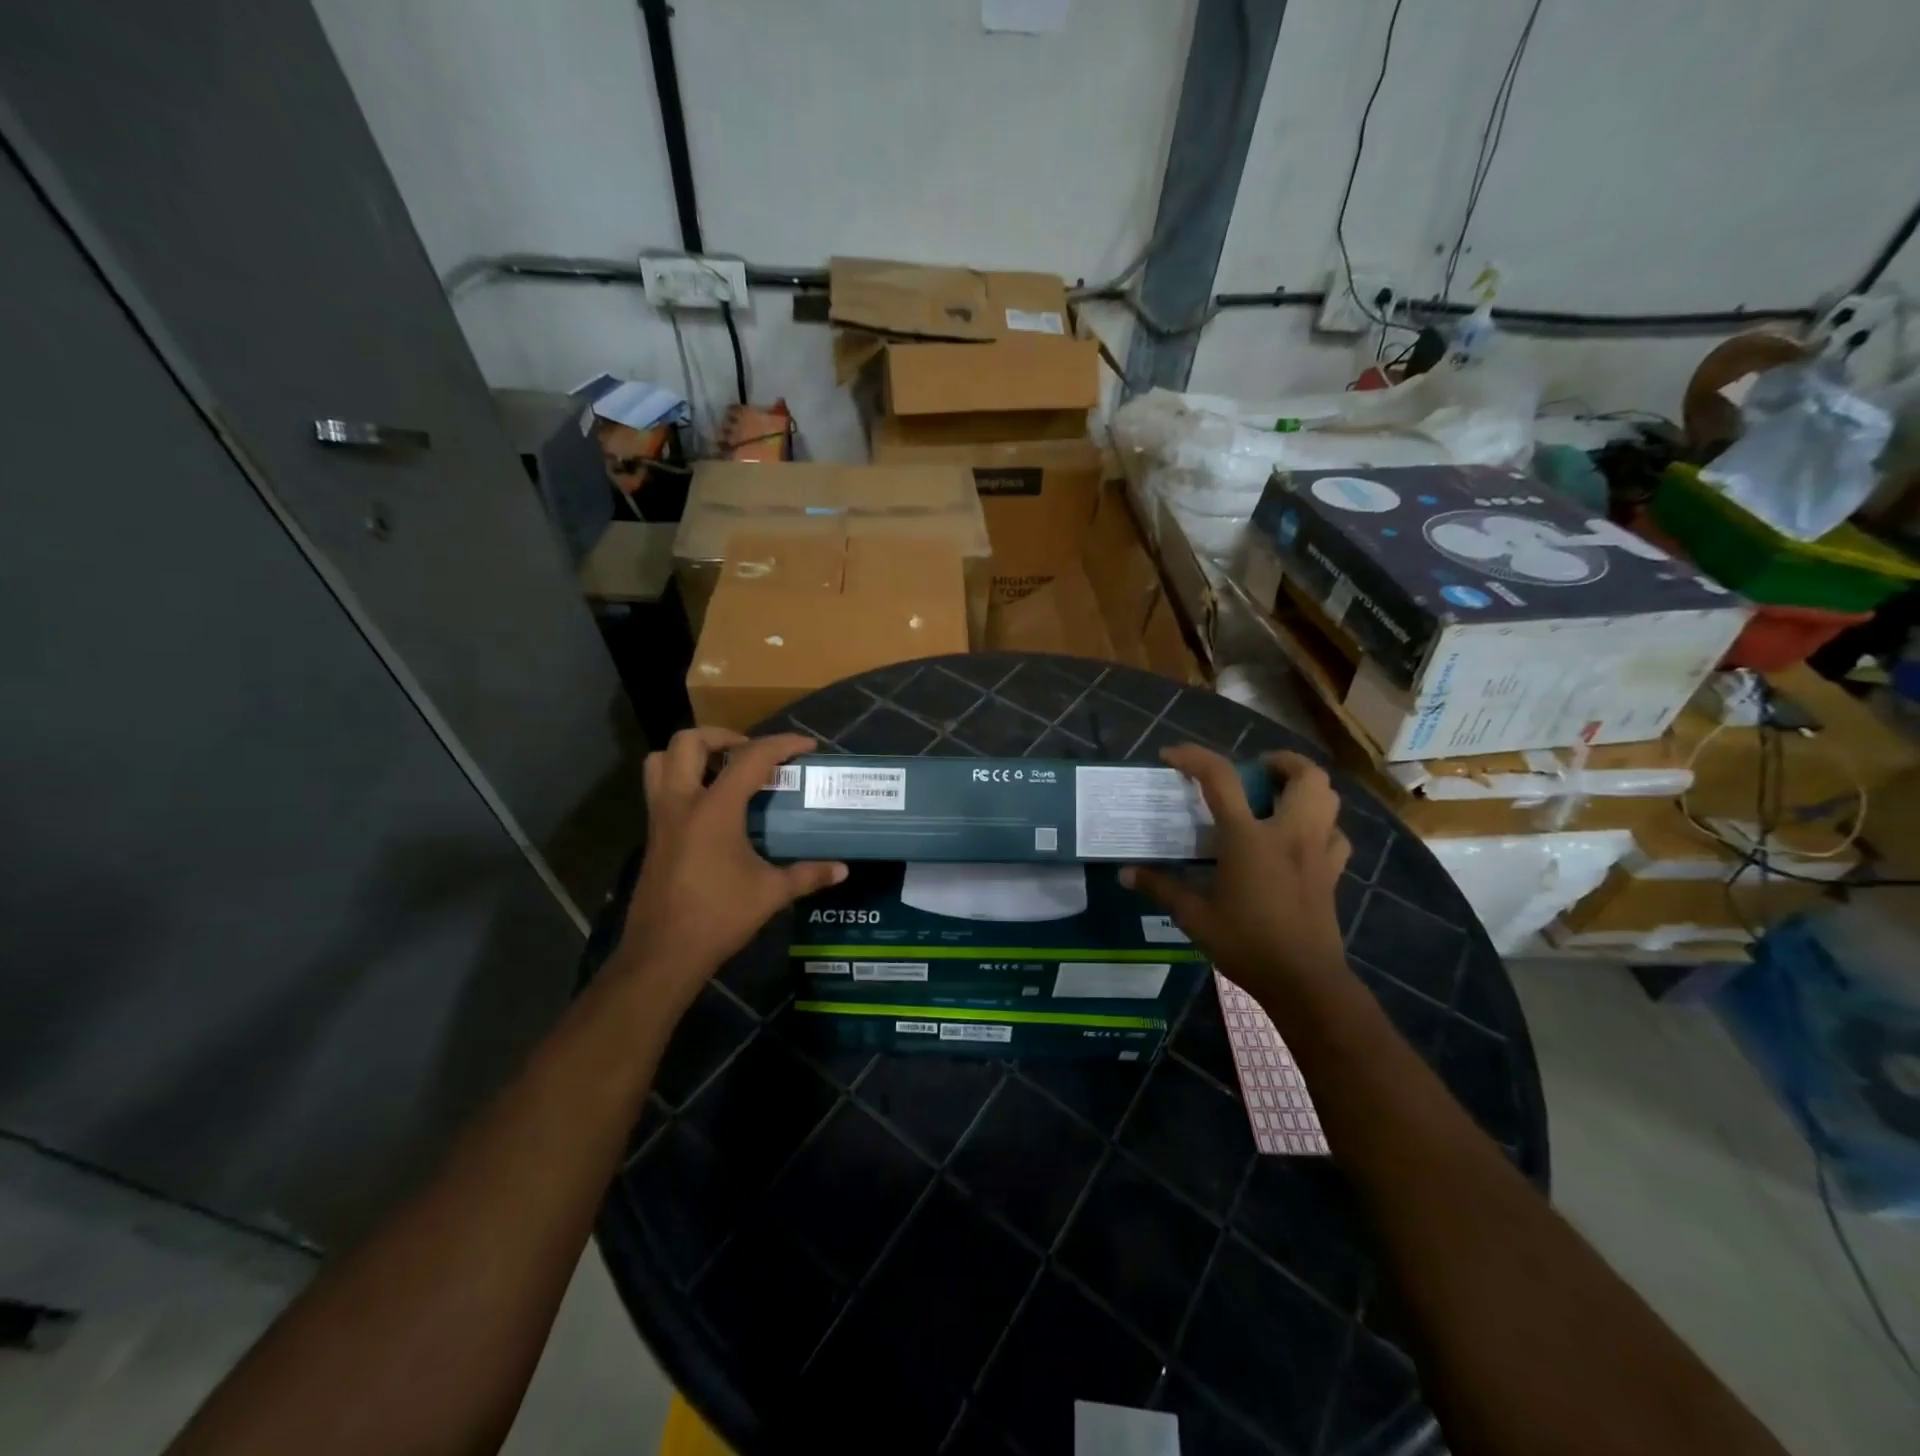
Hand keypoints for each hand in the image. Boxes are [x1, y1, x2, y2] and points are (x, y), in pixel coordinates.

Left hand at [615, 728, 846, 1013]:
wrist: (663, 954)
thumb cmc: (718, 917)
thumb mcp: (770, 893)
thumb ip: (807, 874)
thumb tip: (842, 869)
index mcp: (714, 808)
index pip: (751, 758)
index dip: (782, 744)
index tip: (807, 746)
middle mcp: (681, 803)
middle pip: (689, 742)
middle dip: (723, 736)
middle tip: (751, 753)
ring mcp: (661, 819)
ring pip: (661, 761)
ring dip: (691, 754)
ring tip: (722, 770)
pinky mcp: (652, 836)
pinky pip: (660, 789)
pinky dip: (683, 781)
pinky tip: (711, 808)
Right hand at [1123, 746, 1352, 1008]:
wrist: (1304, 981)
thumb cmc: (1246, 944)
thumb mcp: (1195, 917)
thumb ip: (1161, 888)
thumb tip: (1125, 874)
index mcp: (1249, 838)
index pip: (1221, 778)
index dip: (1195, 757)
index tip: (1172, 756)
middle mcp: (1289, 833)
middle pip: (1304, 775)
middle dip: (1280, 762)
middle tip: (1254, 772)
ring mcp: (1318, 851)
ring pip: (1328, 797)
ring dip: (1304, 786)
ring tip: (1276, 797)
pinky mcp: (1333, 872)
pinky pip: (1335, 833)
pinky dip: (1320, 824)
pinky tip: (1299, 838)